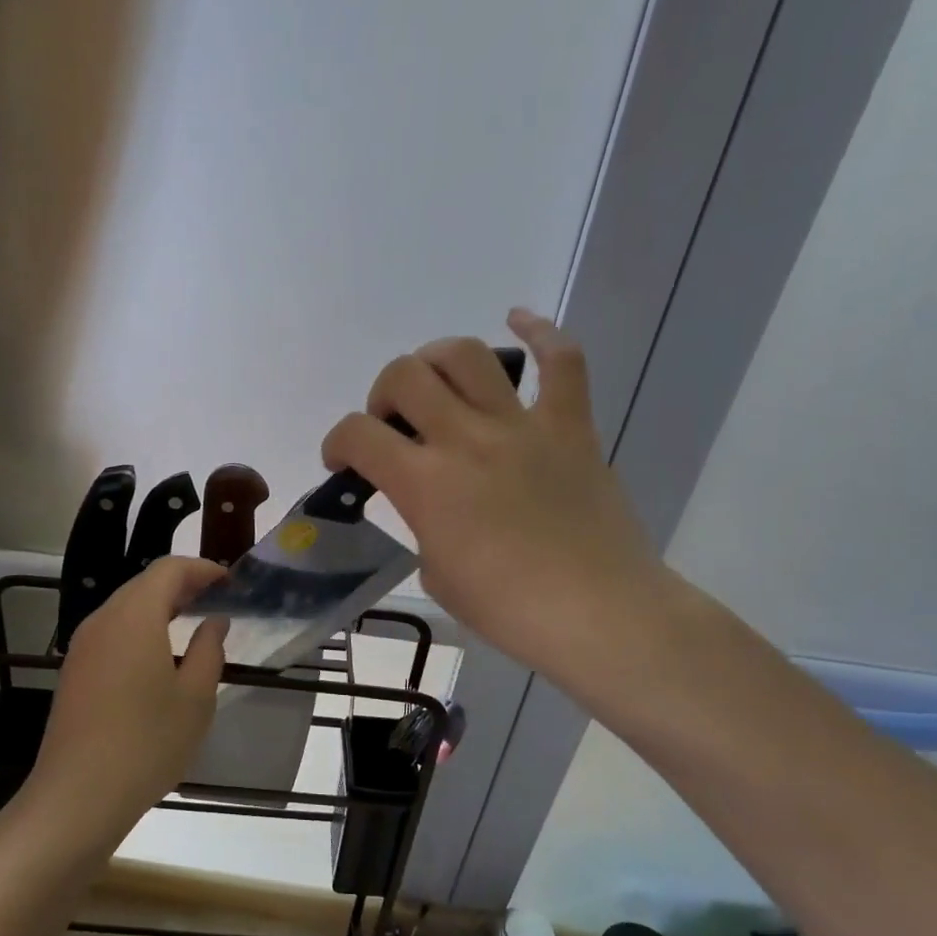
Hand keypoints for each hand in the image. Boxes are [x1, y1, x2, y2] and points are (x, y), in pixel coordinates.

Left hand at [22, 557, 228, 850]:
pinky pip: (112, 632)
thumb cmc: (147, 743)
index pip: (169, 569)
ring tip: (192, 623)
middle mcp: (103, 620)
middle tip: (215, 599)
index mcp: (134, 616)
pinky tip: (159, 655)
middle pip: (144, 584)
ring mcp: (83, 646)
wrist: (77, 796)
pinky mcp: (74, 671)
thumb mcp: (195, 698)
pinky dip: (140, 629)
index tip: (229, 582)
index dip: (201, 569)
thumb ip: (208, 649)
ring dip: (159, 607)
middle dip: (181, 585)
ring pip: (125, 608)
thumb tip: (214, 621)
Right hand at [320, 310, 682, 704]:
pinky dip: (539, 332)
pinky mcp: (570, 425)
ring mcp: (522, 425)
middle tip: (394, 425)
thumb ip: (422, 525)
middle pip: (404, 375)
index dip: (337, 442)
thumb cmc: (509, 609)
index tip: (344, 462)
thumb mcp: (436, 574)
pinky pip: (561, 361)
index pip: (357, 434)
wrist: (599, 615)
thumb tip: (430, 506)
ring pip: (466, 354)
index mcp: (425, 483)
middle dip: (383, 394)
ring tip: (438, 384)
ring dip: (436, 361)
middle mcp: (466, 439)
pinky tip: (518, 321)